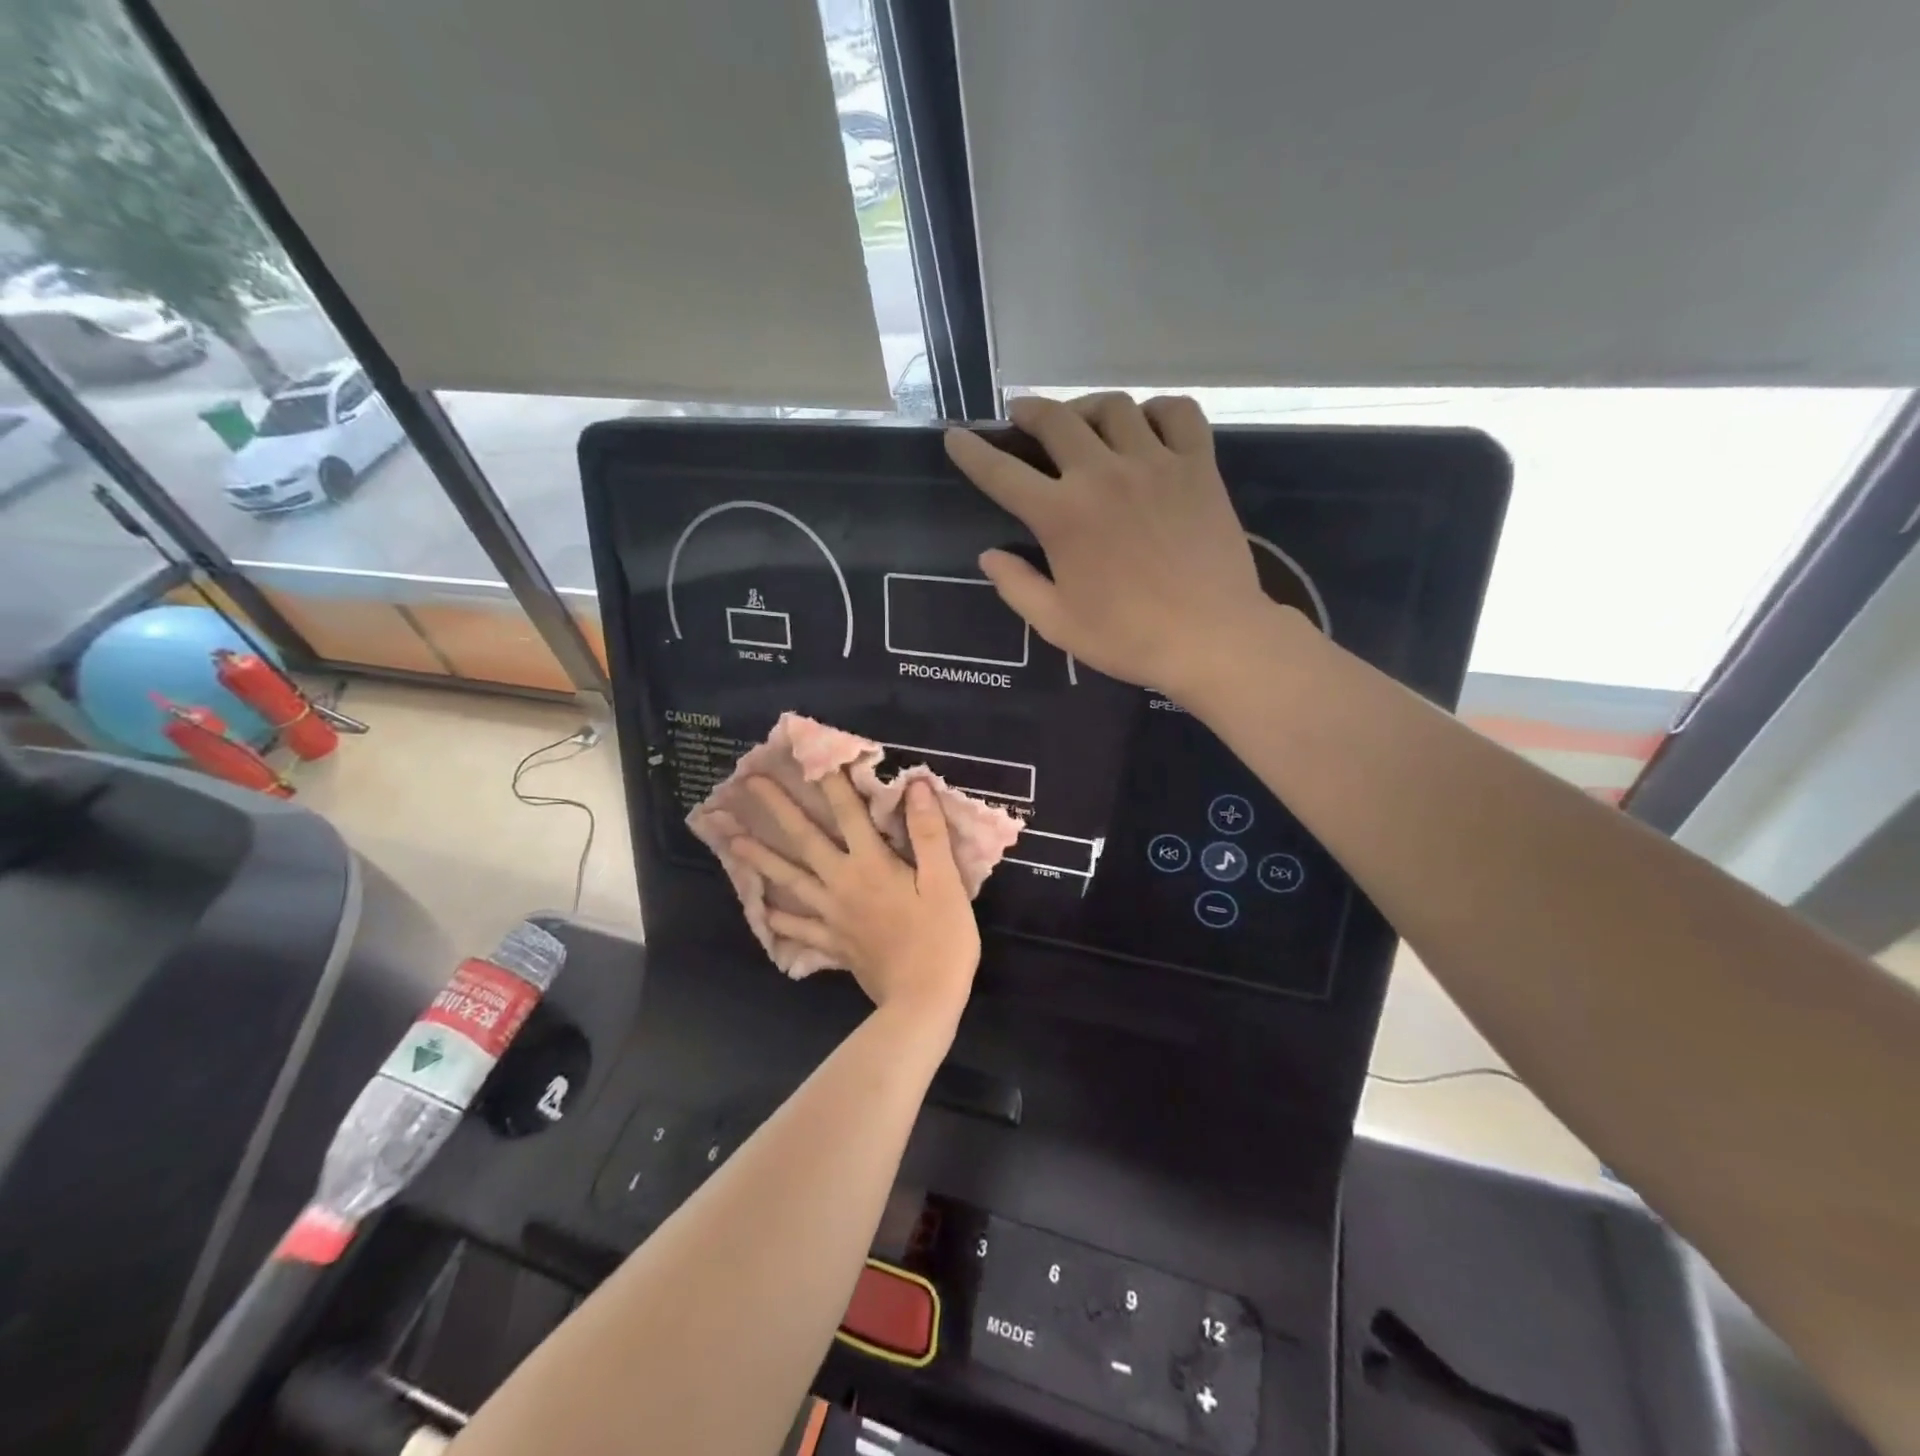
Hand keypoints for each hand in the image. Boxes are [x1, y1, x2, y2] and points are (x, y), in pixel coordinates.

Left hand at [730, 772, 980, 1028]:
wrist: (923, 1001)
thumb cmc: (941, 938)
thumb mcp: (945, 882)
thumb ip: (928, 833)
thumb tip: (915, 786)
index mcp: (872, 866)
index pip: (849, 814)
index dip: (832, 783)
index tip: (810, 755)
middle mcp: (843, 884)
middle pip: (805, 841)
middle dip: (778, 809)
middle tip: (748, 784)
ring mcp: (832, 916)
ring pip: (789, 881)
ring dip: (761, 858)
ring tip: (733, 840)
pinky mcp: (833, 943)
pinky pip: (798, 929)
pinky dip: (778, 919)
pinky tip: (762, 912)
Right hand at [945, 393, 1276, 700]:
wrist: (1211, 638)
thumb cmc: (1128, 637)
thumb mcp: (1057, 624)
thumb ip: (1017, 586)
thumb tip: (988, 556)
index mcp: (1061, 515)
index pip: (1001, 472)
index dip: (972, 452)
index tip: (956, 437)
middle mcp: (1103, 474)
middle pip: (1056, 419)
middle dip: (1029, 412)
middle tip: (1022, 418)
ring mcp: (1155, 463)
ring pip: (1115, 406)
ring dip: (1088, 407)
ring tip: (1083, 422)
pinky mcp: (1199, 466)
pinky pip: (1178, 413)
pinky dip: (1158, 410)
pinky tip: (1148, 426)